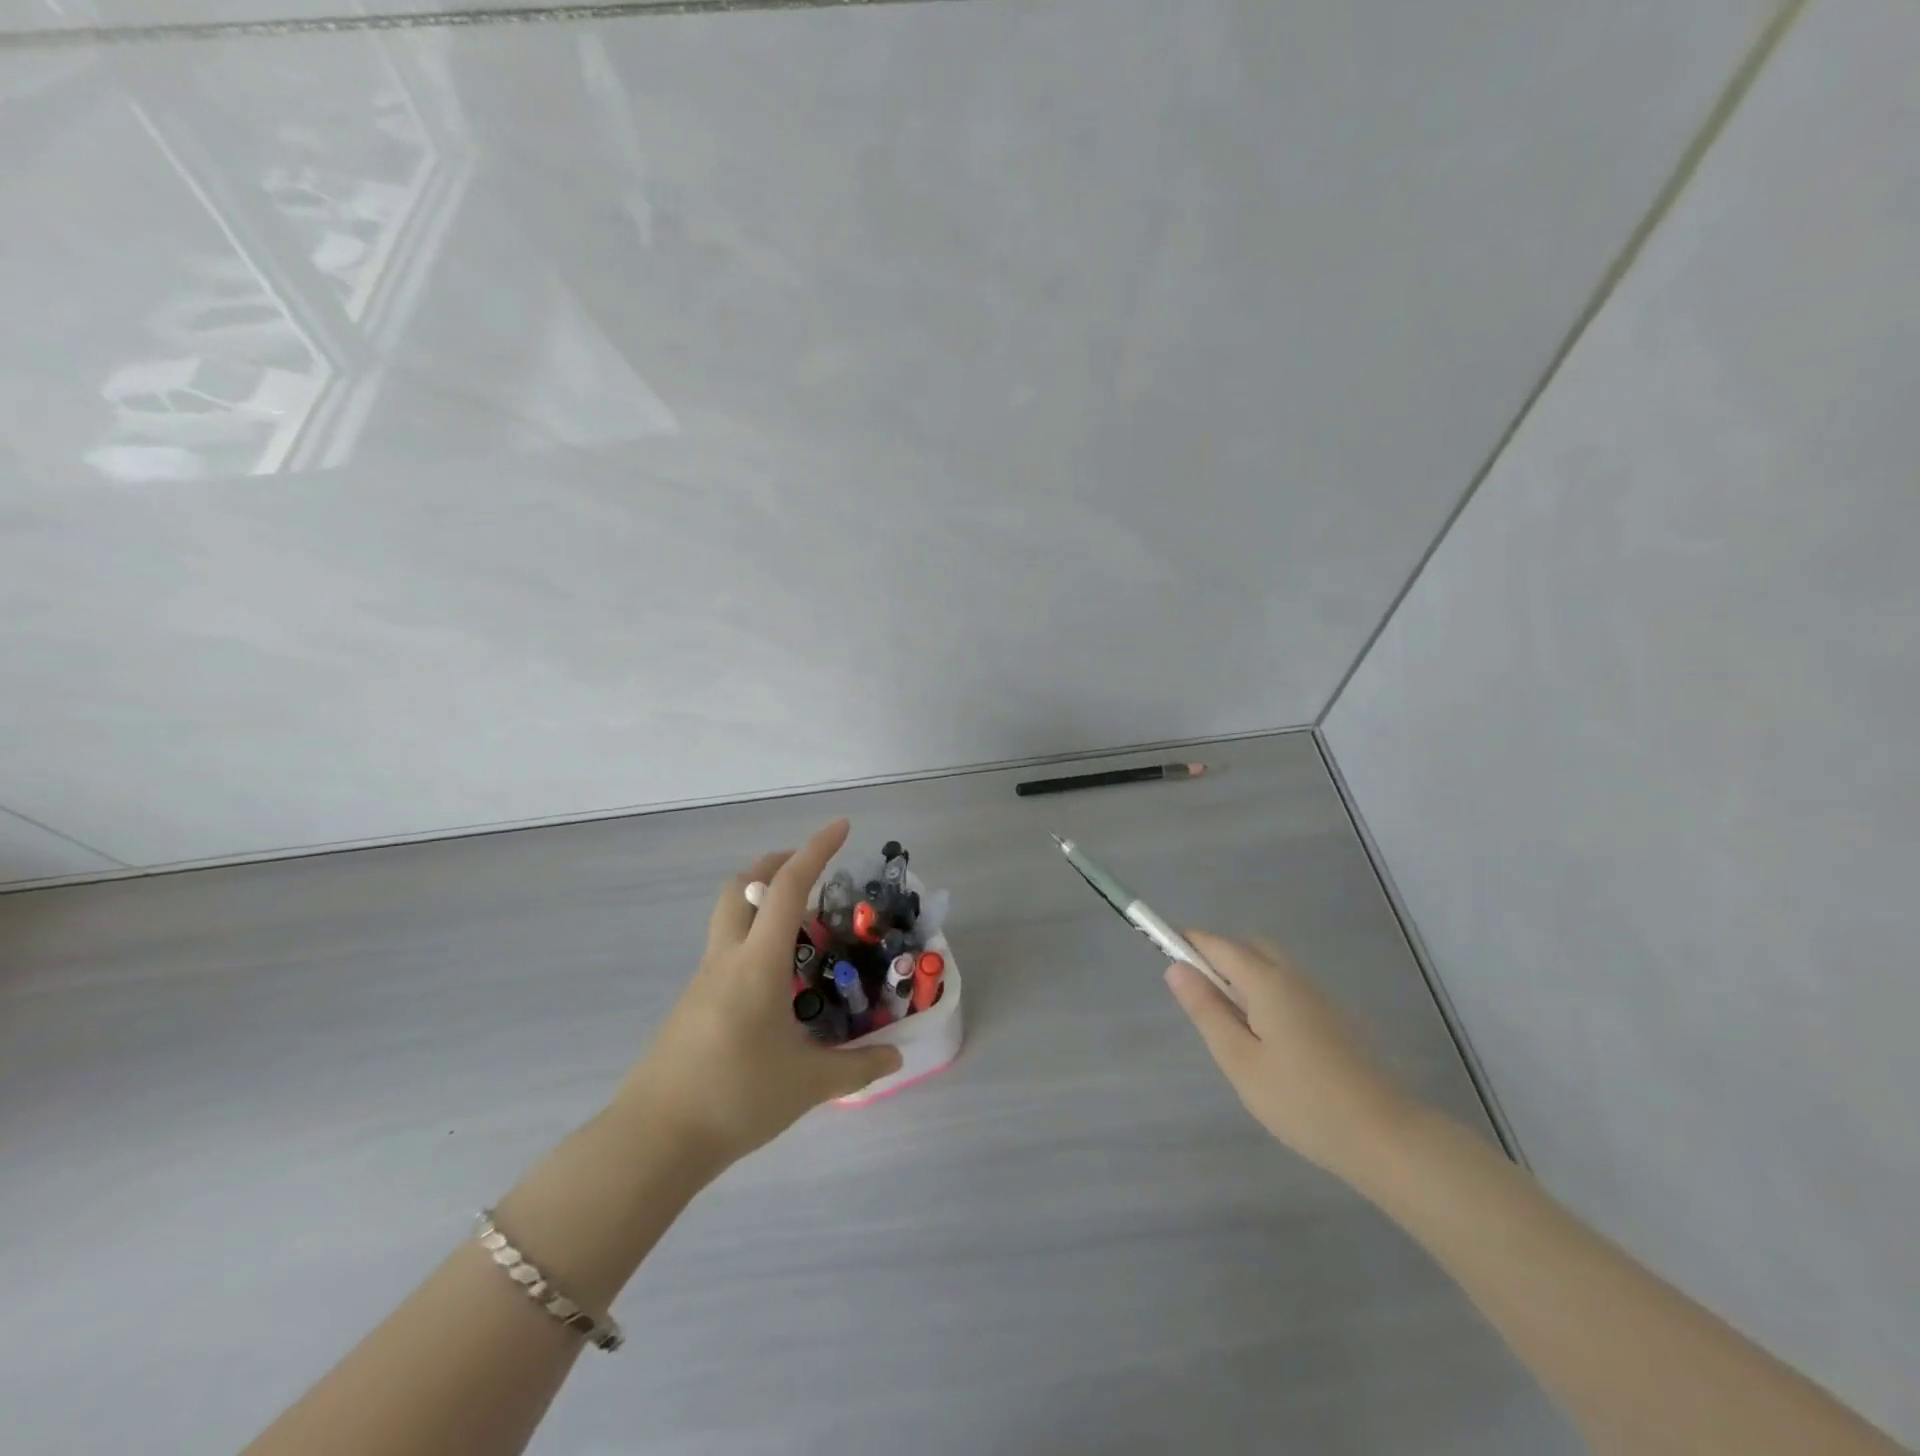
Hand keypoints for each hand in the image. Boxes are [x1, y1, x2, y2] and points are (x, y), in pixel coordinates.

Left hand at [615, 819, 902, 1167]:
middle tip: (811, 870)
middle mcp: (727, 959)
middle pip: (743, 886)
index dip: (816, 850)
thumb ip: (857, 1067)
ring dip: (762, 901)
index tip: (841, 826)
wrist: (653, 1140)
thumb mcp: (808, 1084)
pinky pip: (725, 950)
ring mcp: (703, 980)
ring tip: (803, 928)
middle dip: (776, 863)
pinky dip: (753, 939)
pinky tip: (776, 981)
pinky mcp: (692, 1005)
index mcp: (757, 963)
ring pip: (729, 916)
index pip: (788, 888)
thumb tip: (896, 1058)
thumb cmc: (735, 1097)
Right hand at [1165, 931, 1415, 1183]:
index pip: (1217, 944)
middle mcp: (1293, 977)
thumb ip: (1207, 1011)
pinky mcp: (1332, 1018)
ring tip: (1232, 1031)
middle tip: (1202, 1003)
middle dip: (1217, 959)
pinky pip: (1286, 988)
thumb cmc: (1302, 1101)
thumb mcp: (1240, 1061)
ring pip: (1270, 968)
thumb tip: (1176, 968)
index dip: (1186, 943)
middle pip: (1247, 947)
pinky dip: (1264, 996)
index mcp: (1267, 981)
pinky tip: (1266, 1044)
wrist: (1385, 1137)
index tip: (1162, 955)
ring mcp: (1317, 997)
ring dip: (1242, 980)